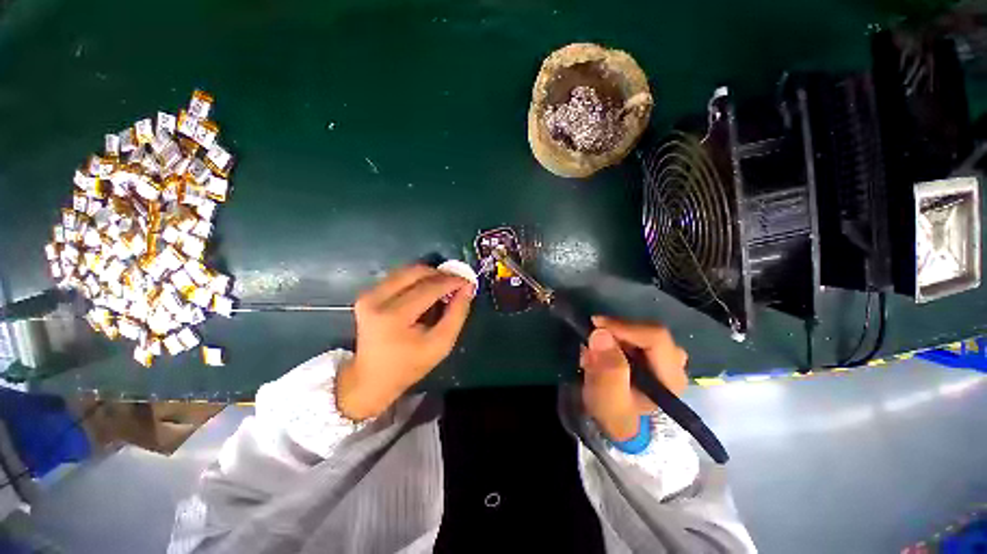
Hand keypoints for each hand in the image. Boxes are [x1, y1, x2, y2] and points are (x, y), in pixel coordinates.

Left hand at [337, 264, 474, 419]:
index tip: (468, 281)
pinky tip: (426, 291)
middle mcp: (377, 299)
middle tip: (456, 282)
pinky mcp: (367, 294)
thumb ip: (457, 314)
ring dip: (429, 275)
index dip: (451, 281)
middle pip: (416, 272)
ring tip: (444, 287)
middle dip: (440, 274)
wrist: (372, 378)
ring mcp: (368, 295)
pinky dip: (416, 280)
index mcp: (394, 316)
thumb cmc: (410, 365)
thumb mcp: (441, 344)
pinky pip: (398, 277)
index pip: (429, 288)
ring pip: (407, 271)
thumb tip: (468, 287)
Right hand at [579, 315, 688, 440]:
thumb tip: (601, 334)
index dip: (624, 326)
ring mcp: (666, 357)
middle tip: (592, 339)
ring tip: (595, 348)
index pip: (656, 338)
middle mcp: (675, 364)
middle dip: (617, 331)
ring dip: (615, 333)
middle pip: (649, 330)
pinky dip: (617, 335)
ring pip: (642, 329)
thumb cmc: (613, 413)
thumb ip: (607, 371)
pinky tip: (603, 349)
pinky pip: (636, 332)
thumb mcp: (607, 399)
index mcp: (670, 378)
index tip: (595, 324)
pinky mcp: (654, 353)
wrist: (616, 421)